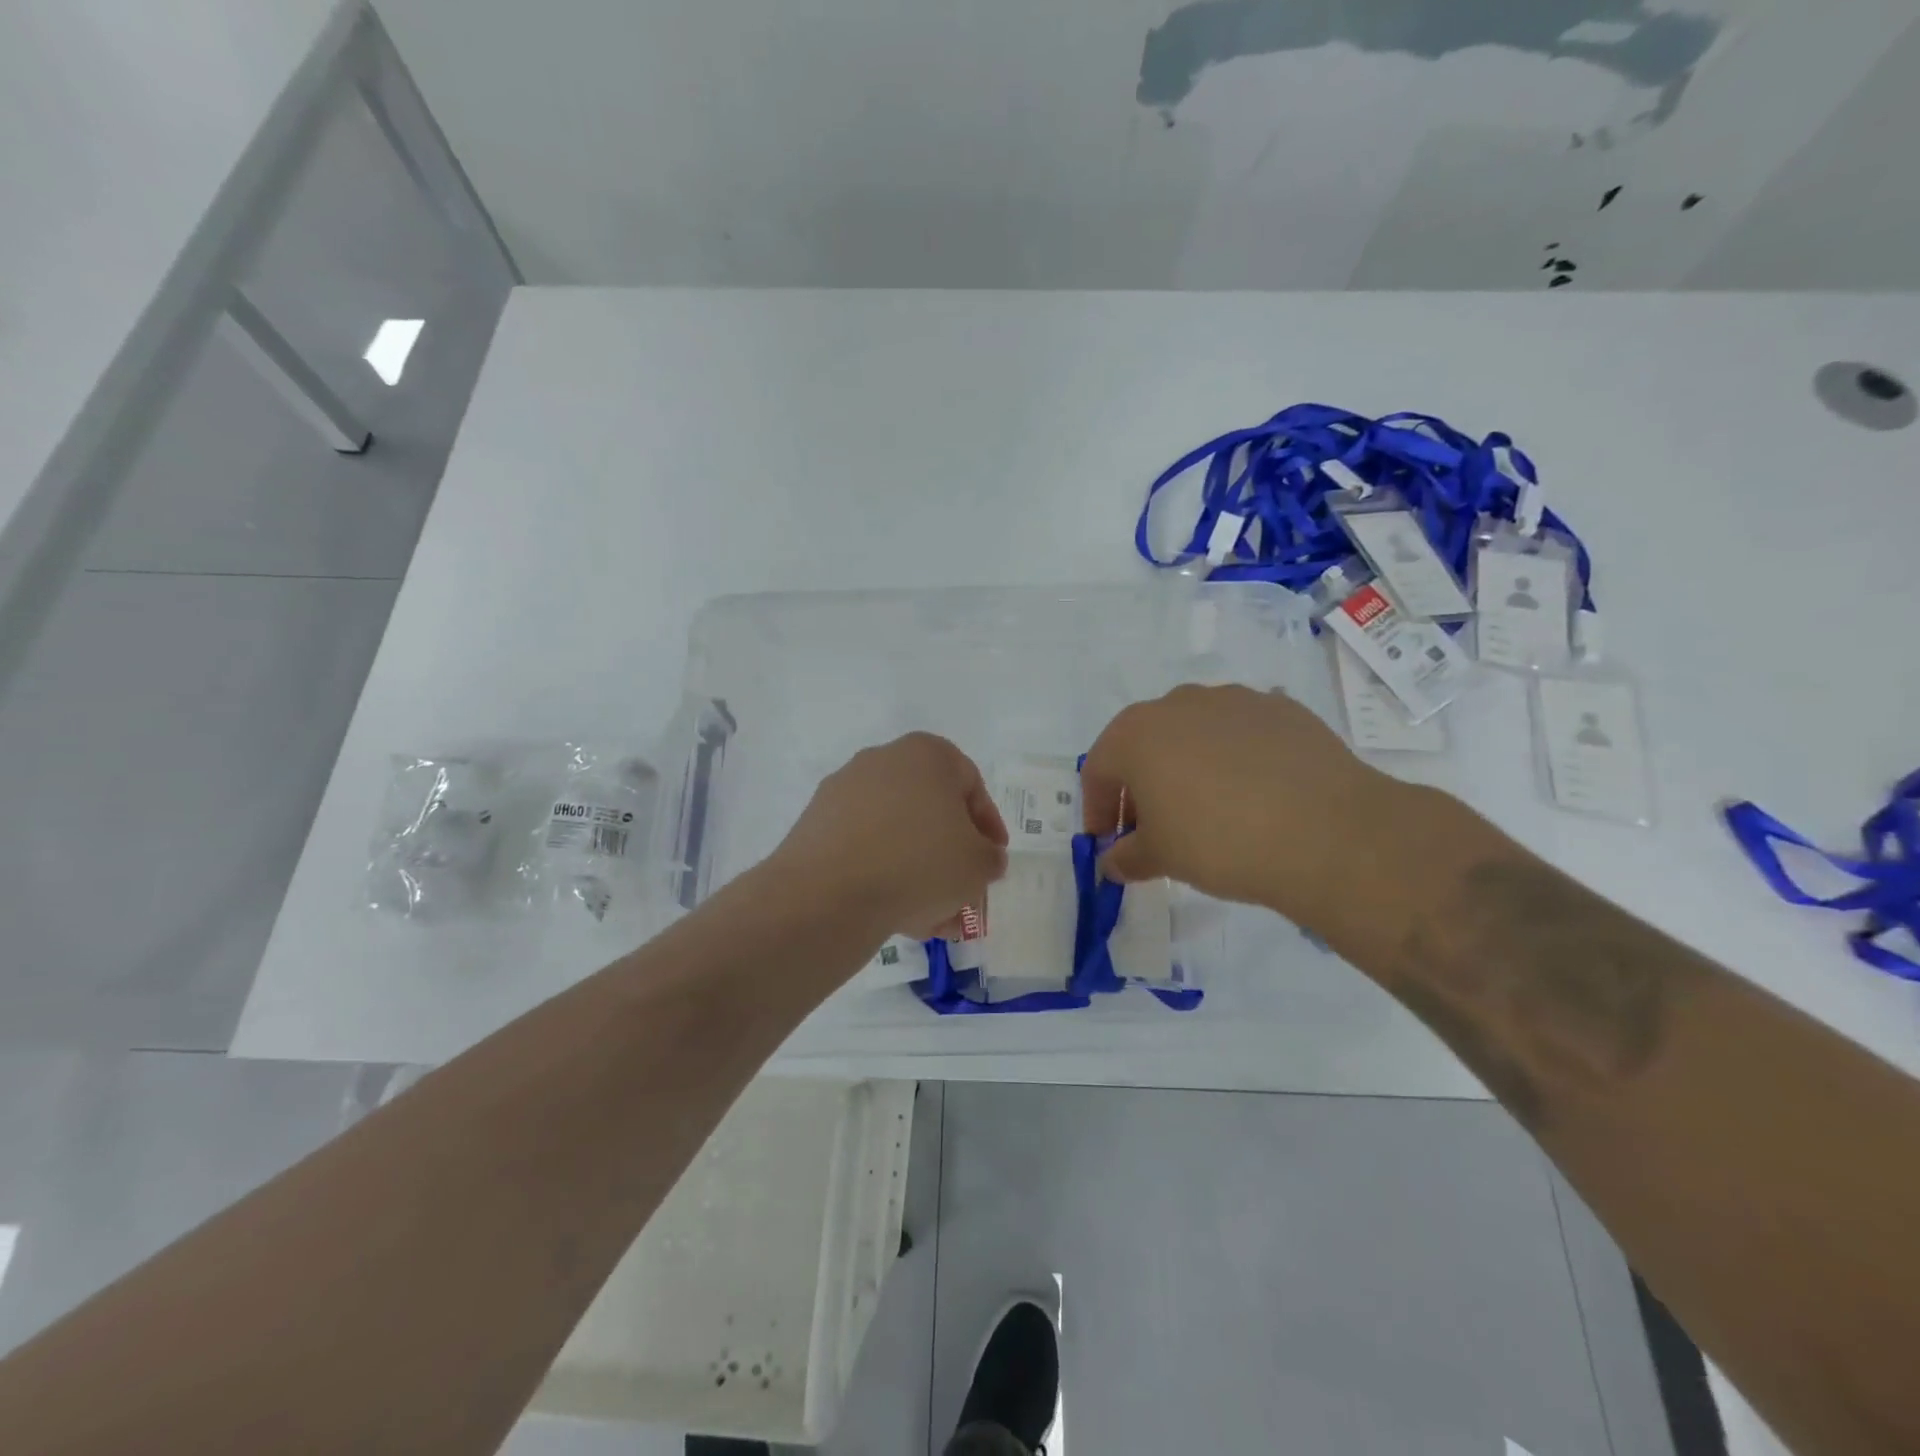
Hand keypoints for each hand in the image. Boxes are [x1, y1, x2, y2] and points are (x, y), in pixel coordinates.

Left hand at [769, 733, 1008, 941]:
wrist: (828, 894)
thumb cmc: (920, 863)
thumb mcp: (979, 864)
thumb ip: (990, 857)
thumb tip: (983, 858)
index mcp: (926, 754)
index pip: (970, 784)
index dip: (988, 826)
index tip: (992, 859)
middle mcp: (882, 761)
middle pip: (930, 812)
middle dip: (951, 857)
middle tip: (964, 894)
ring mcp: (843, 792)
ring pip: (897, 835)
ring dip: (920, 875)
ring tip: (935, 920)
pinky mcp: (816, 826)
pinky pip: (864, 849)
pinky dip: (884, 876)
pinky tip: (900, 917)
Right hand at [1080, 684, 1396, 924]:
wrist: (1325, 831)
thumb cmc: (1218, 841)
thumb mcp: (1160, 858)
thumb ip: (1126, 857)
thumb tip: (1112, 861)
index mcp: (1136, 733)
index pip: (1098, 768)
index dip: (1098, 808)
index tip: (1109, 841)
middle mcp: (1178, 703)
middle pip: (1145, 744)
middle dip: (1142, 785)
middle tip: (1156, 828)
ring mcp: (1233, 700)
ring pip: (1194, 733)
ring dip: (1188, 766)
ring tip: (1210, 809)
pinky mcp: (1281, 708)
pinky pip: (1242, 733)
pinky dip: (1235, 758)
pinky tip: (1255, 794)